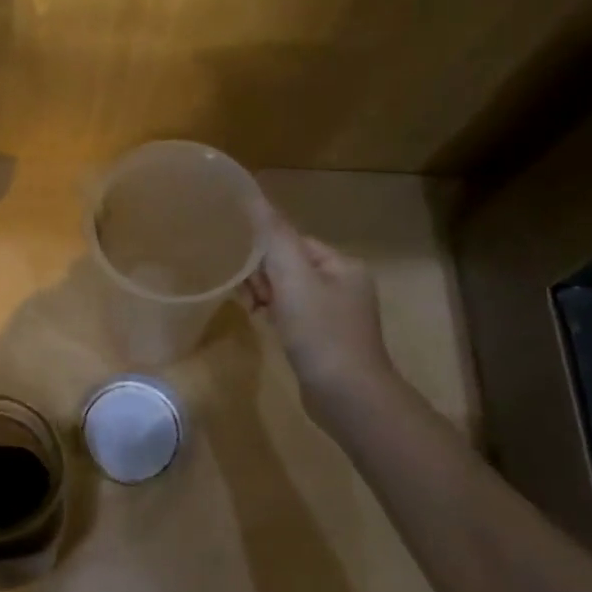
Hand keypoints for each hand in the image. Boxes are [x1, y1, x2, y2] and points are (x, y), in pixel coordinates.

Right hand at [242, 209, 392, 412]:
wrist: (348, 396)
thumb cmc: (321, 333)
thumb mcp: (293, 279)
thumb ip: (273, 236)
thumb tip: (252, 194)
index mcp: (343, 265)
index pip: (294, 242)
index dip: (264, 251)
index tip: (243, 270)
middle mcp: (345, 285)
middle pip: (291, 265)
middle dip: (264, 276)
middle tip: (248, 296)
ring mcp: (337, 315)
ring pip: (290, 292)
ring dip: (267, 296)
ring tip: (253, 311)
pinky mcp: (326, 340)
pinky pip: (294, 316)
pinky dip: (277, 316)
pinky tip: (265, 326)